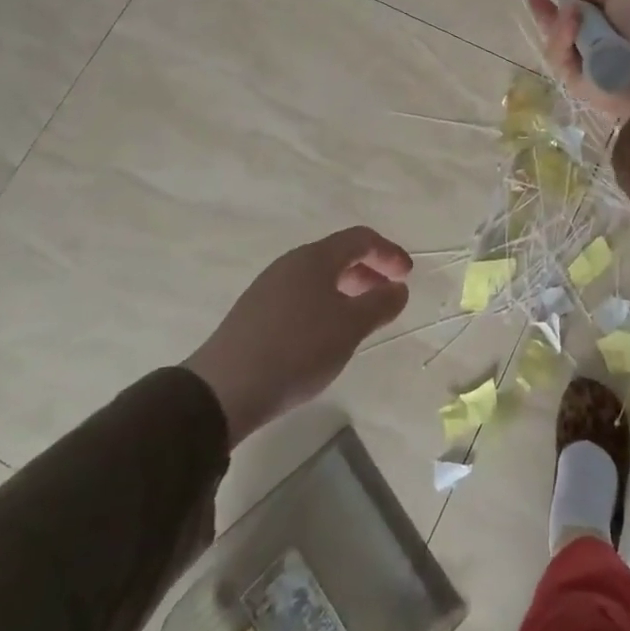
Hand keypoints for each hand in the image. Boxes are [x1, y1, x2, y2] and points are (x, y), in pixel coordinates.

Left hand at [183, 227, 411, 444]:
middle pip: (338, 255)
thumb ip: (380, 303)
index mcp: (315, 258)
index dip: (389, 253)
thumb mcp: (350, 327)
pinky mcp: (254, 313)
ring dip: (347, 289)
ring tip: (360, 318)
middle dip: (368, 271)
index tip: (407, 276)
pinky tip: (325, 335)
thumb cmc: (297, 350)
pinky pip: (300, 296)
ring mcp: (268, 288)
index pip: (360, 239)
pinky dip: (324, 304)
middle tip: (387, 295)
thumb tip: (398, 288)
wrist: (222, 391)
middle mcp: (290, 264)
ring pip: (318, 277)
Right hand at [527, 0, 629, 124]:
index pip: (582, 8)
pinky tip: (570, 34)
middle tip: (536, 3)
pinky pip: (561, 60)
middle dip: (551, 14)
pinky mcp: (579, 84)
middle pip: (564, 25)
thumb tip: (572, 0)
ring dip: (560, 27)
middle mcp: (601, 40)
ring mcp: (588, 63)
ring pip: (558, 42)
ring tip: (570, 21)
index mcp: (618, 17)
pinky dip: (563, 45)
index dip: (565, 0)